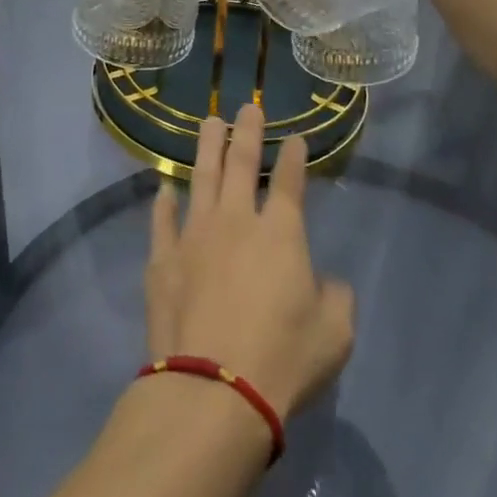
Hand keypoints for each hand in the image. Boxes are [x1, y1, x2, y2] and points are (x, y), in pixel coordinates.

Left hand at [144, 105, 354, 421]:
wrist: (212, 389)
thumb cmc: (282, 360)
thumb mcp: (334, 334)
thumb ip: (335, 297)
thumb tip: (325, 282)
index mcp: (280, 234)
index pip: (289, 182)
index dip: (293, 157)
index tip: (294, 137)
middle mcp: (235, 222)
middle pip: (240, 165)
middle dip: (246, 133)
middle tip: (246, 108)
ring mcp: (193, 237)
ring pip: (200, 179)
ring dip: (206, 148)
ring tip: (209, 123)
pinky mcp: (163, 260)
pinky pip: (161, 221)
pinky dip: (163, 202)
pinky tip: (163, 188)